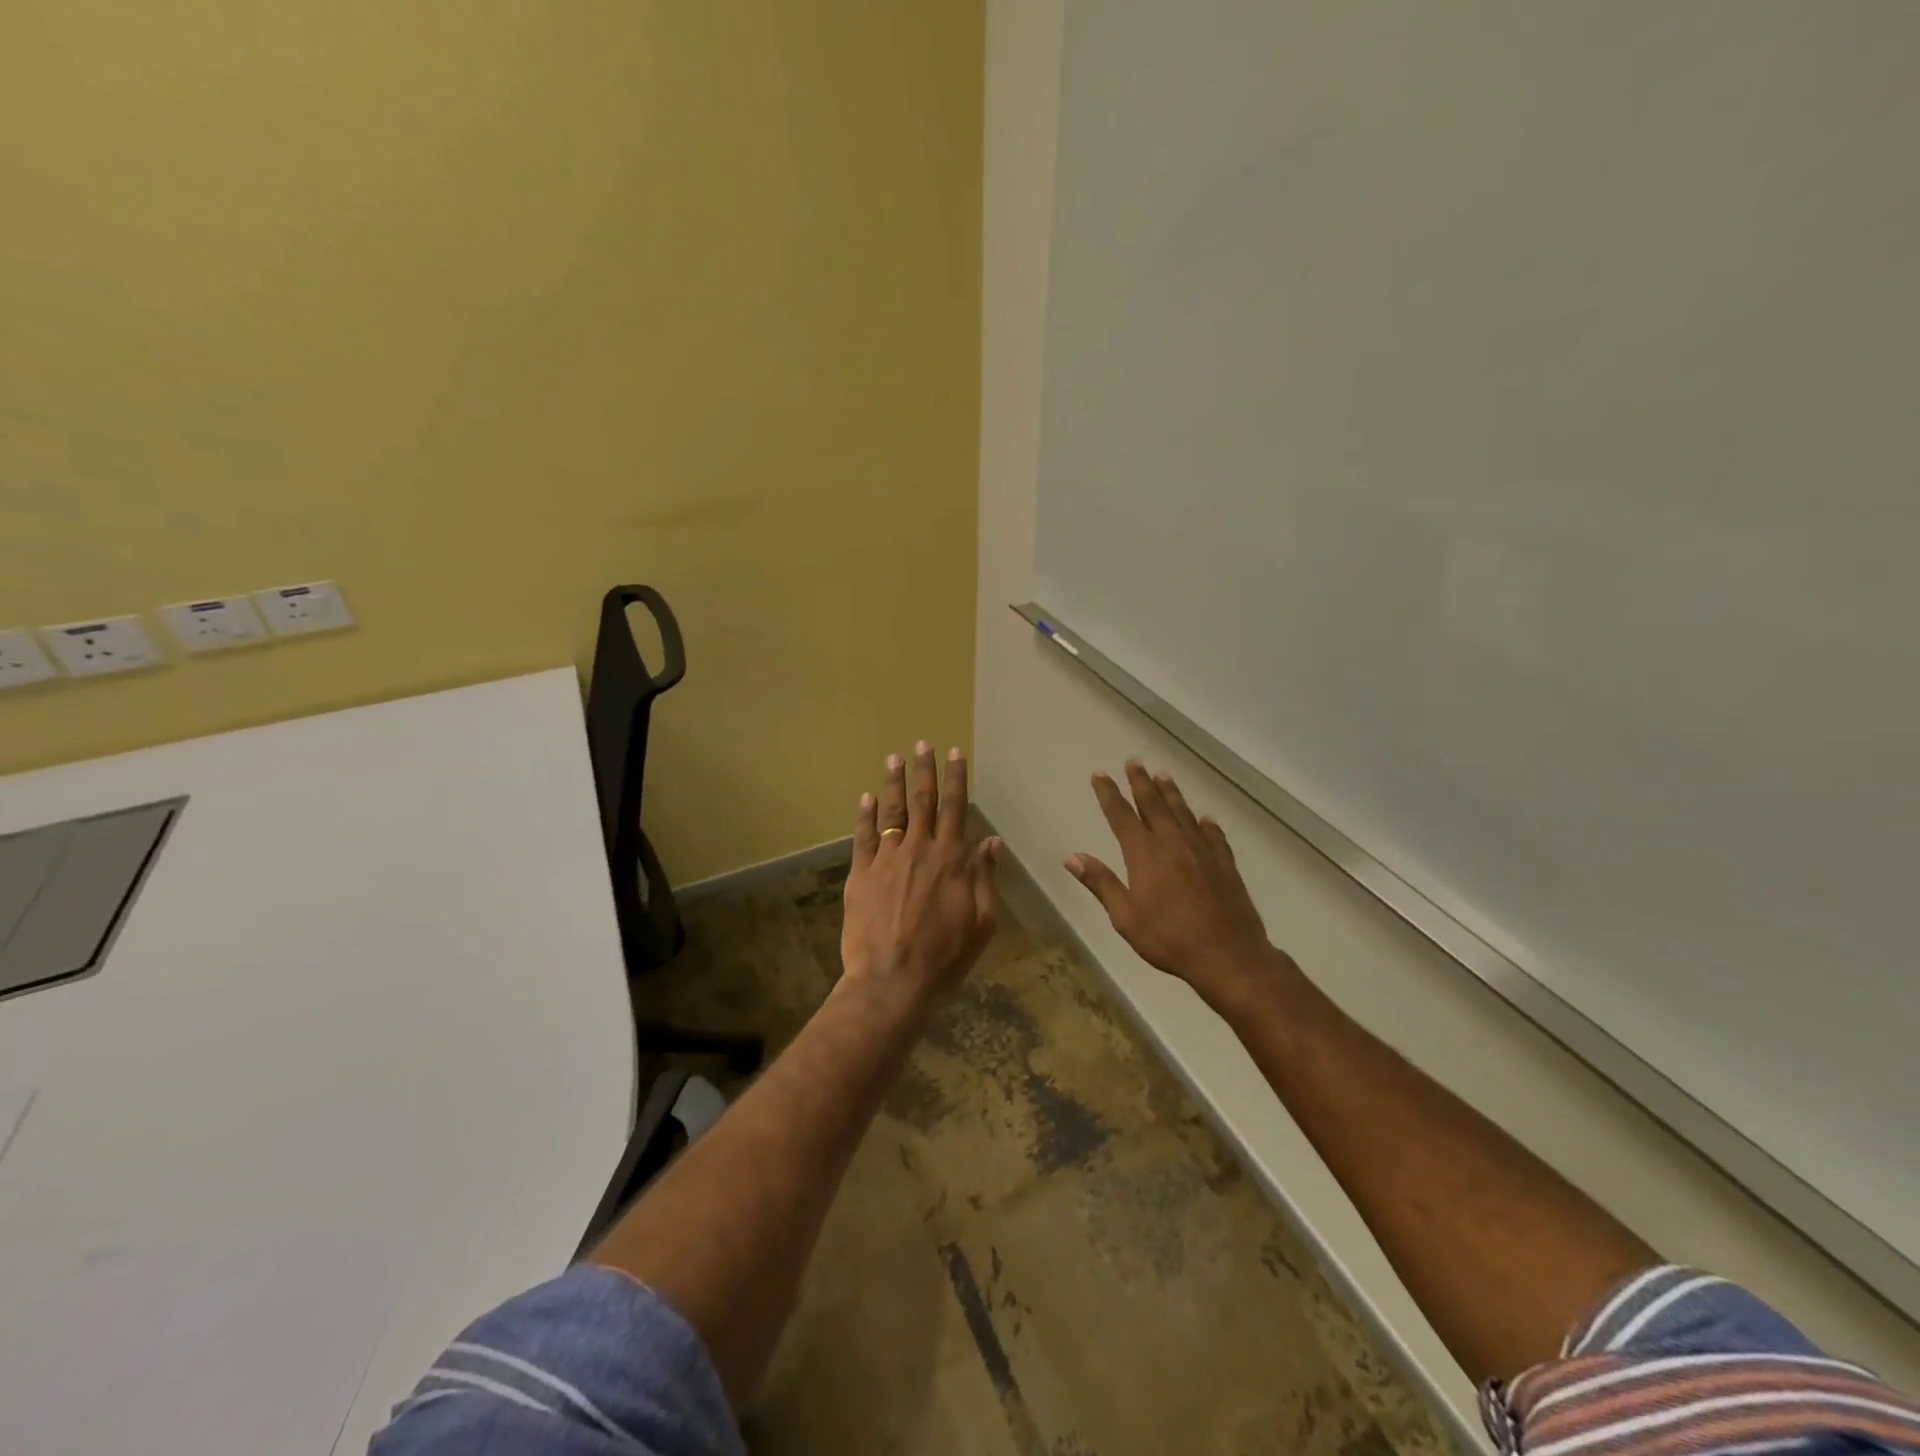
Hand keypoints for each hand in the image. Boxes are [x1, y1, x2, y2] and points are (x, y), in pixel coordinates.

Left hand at [842, 741, 1000, 1002]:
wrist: (892, 980)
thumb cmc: (945, 957)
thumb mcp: (982, 921)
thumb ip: (984, 877)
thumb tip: (992, 842)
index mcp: (951, 859)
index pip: (955, 808)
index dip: (956, 779)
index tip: (954, 753)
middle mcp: (918, 850)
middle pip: (922, 801)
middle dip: (924, 770)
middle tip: (922, 743)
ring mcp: (886, 860)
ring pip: (891, 812)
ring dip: (894, 783)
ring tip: (894, 758)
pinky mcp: (860, 875)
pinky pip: (863, 837)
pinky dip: (865, 815)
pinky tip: (867, 797)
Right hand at [1066, 762, 1286, 1006]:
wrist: (1227, 956)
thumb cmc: (1169, 939)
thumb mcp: (1125, 917)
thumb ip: (1101, 883)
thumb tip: (1072, 857)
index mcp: (1144, 855)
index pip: (1122, 816)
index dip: (1109, 794)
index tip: (1101, 774)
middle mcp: (1173, 844)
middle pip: (1154, 805)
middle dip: (1141, 782)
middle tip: (1134, 761)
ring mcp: (1202, 851)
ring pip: (1183, 813)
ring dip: (1171, 793)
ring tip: (1163, 775)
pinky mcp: (1225, 864)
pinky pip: (1213, 835)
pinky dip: (1206, 823)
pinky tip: (1205, 818)